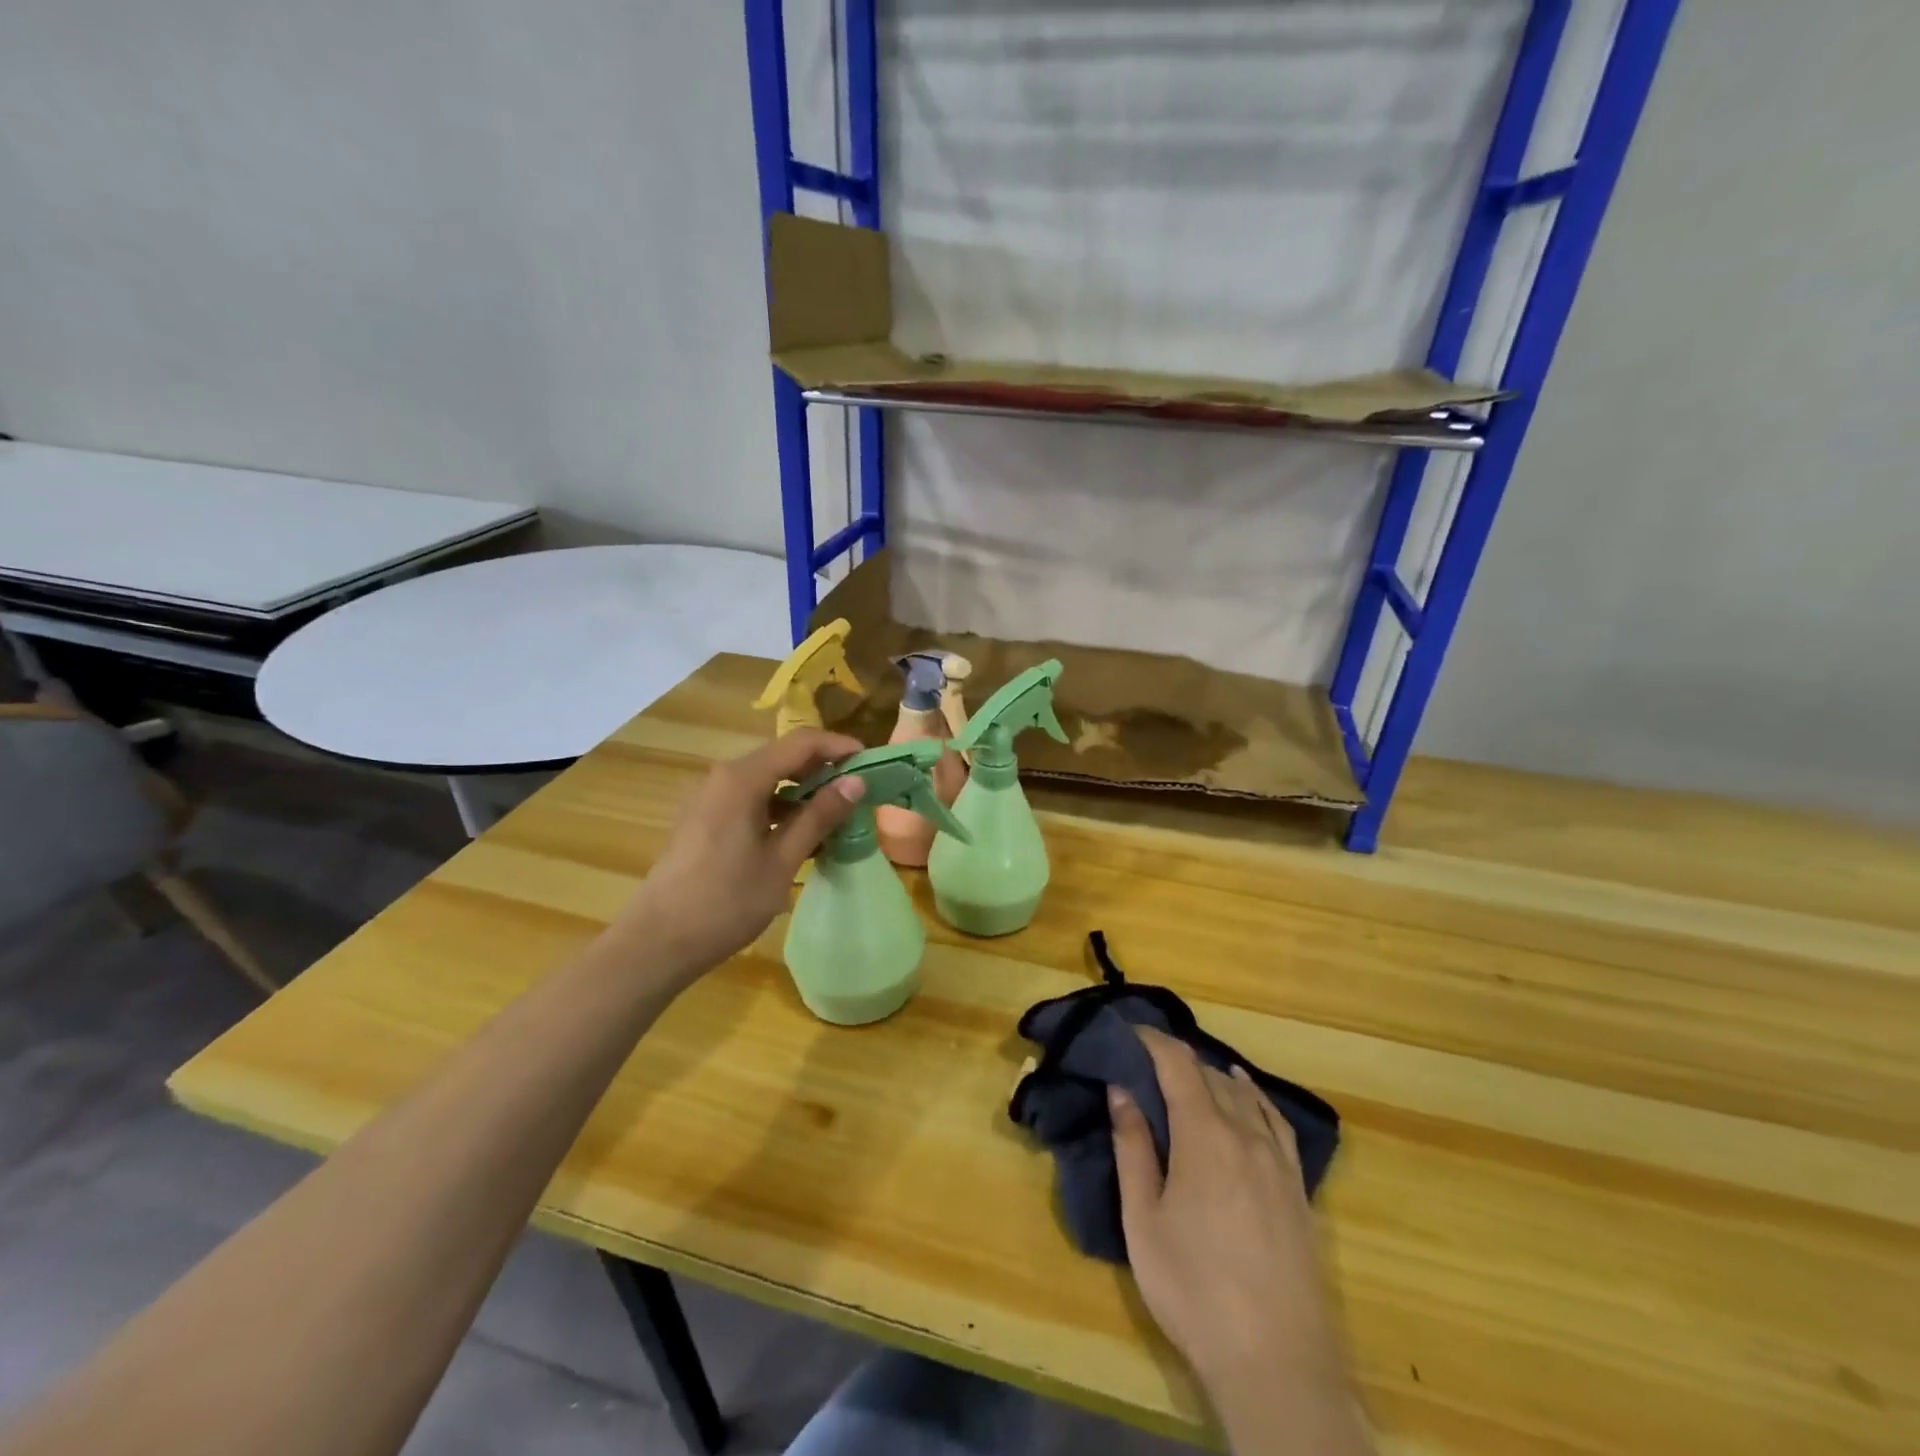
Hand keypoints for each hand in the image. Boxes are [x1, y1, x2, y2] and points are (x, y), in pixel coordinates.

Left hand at [621, 729, 865, 976]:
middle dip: (824, 768)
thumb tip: (856, 782)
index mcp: (743, 778)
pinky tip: (798, 833)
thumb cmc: (726, 902)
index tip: (872, 763)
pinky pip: (751, 797)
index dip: (840, 747)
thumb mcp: (782, 860)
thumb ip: (820, 816)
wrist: (657, 942)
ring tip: (836, 815)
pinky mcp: (705, 817)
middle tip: (859, 791)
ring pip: (767, 778)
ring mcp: (710, 796)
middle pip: (784, 756)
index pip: (802, 742)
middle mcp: (724, 776)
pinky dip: (780, 806)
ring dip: (803, 790)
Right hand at [1111, 1029, 1366, 1451]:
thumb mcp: (1143, 1219)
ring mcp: (1278, 1159)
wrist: (1276, 1362)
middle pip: (1209, 1075)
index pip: (1177, 1064)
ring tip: (1185, 1078)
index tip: (1128, 1031)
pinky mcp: (1298, 1186)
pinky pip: (1276, 1120)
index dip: (1152, 1040)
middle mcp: (1245, 1133)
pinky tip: (1246, 1093)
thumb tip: (1120, 1089)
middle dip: (1176, 1060)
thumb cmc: (1194, 1288)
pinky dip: (1255, 1096)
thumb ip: (1132, 1147)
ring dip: (1211, 1076)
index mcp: (1204, 1134)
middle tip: (1144, 1064)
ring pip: (1243, 1094)